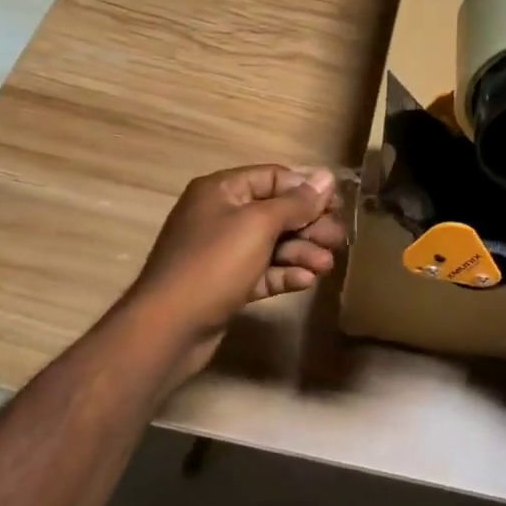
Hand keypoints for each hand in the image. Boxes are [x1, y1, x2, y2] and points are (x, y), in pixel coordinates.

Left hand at [121, 165, 344, 382]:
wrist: (167, 328)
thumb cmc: (214, 264)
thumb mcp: (259, 225)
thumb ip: (296, 202)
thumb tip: (326, 176)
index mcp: (222, 191)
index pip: (273, 177)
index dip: (306, 189)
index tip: (336, 205)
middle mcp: (221, 216)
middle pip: (276, 212)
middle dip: (309, 225)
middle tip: (338, 240)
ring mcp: (222, 252)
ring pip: (272, 244)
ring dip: (302, 252)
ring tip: (326, 265)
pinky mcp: (226, 285)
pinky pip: (262, 271)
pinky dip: (284, 273)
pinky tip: (306, 281)